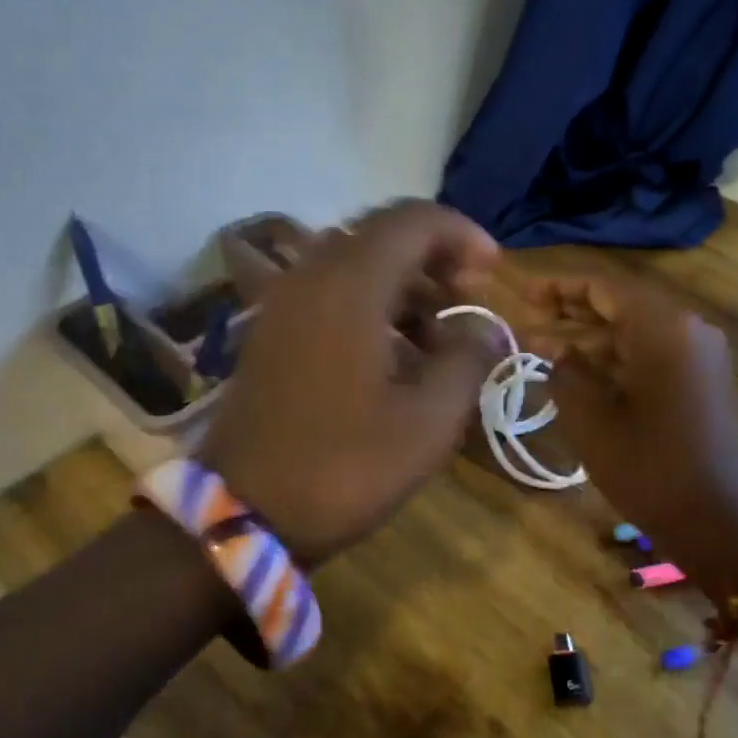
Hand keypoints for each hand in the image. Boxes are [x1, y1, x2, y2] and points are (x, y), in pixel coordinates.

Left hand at [199, 201, 503, 564]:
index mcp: (348, 286)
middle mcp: (309, 278)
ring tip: (438, 338)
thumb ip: (468, 361)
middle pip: (381, 237)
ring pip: (354, 266)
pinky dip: (371, 307)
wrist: (243, 516)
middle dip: (434, 258)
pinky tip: (395, 357)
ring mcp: (282, 306)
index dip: (462, 234)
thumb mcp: (428, 421)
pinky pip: (330, 295)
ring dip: (404, 286)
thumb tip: (486, 329)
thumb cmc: (344, 467)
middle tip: (469, 296)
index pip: (412, 221)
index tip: (494, 270)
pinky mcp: (271, 334)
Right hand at [526, 274, 737, 587]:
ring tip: (542, 348)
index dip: (558, 287)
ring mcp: (699, 356)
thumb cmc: (649, 467)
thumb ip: (565, 372)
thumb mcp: (591, 419)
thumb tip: (555, 350)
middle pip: (621, 306)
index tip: (522, 292)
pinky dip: (615, 359)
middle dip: (572, 312)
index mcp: (663, 327)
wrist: (718, 522)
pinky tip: (580, 372)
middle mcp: (687, 329)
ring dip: (590, 339)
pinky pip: (652, 355)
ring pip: (635, 332)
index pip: (603, 288)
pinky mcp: (701, 382)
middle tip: (526, 317)